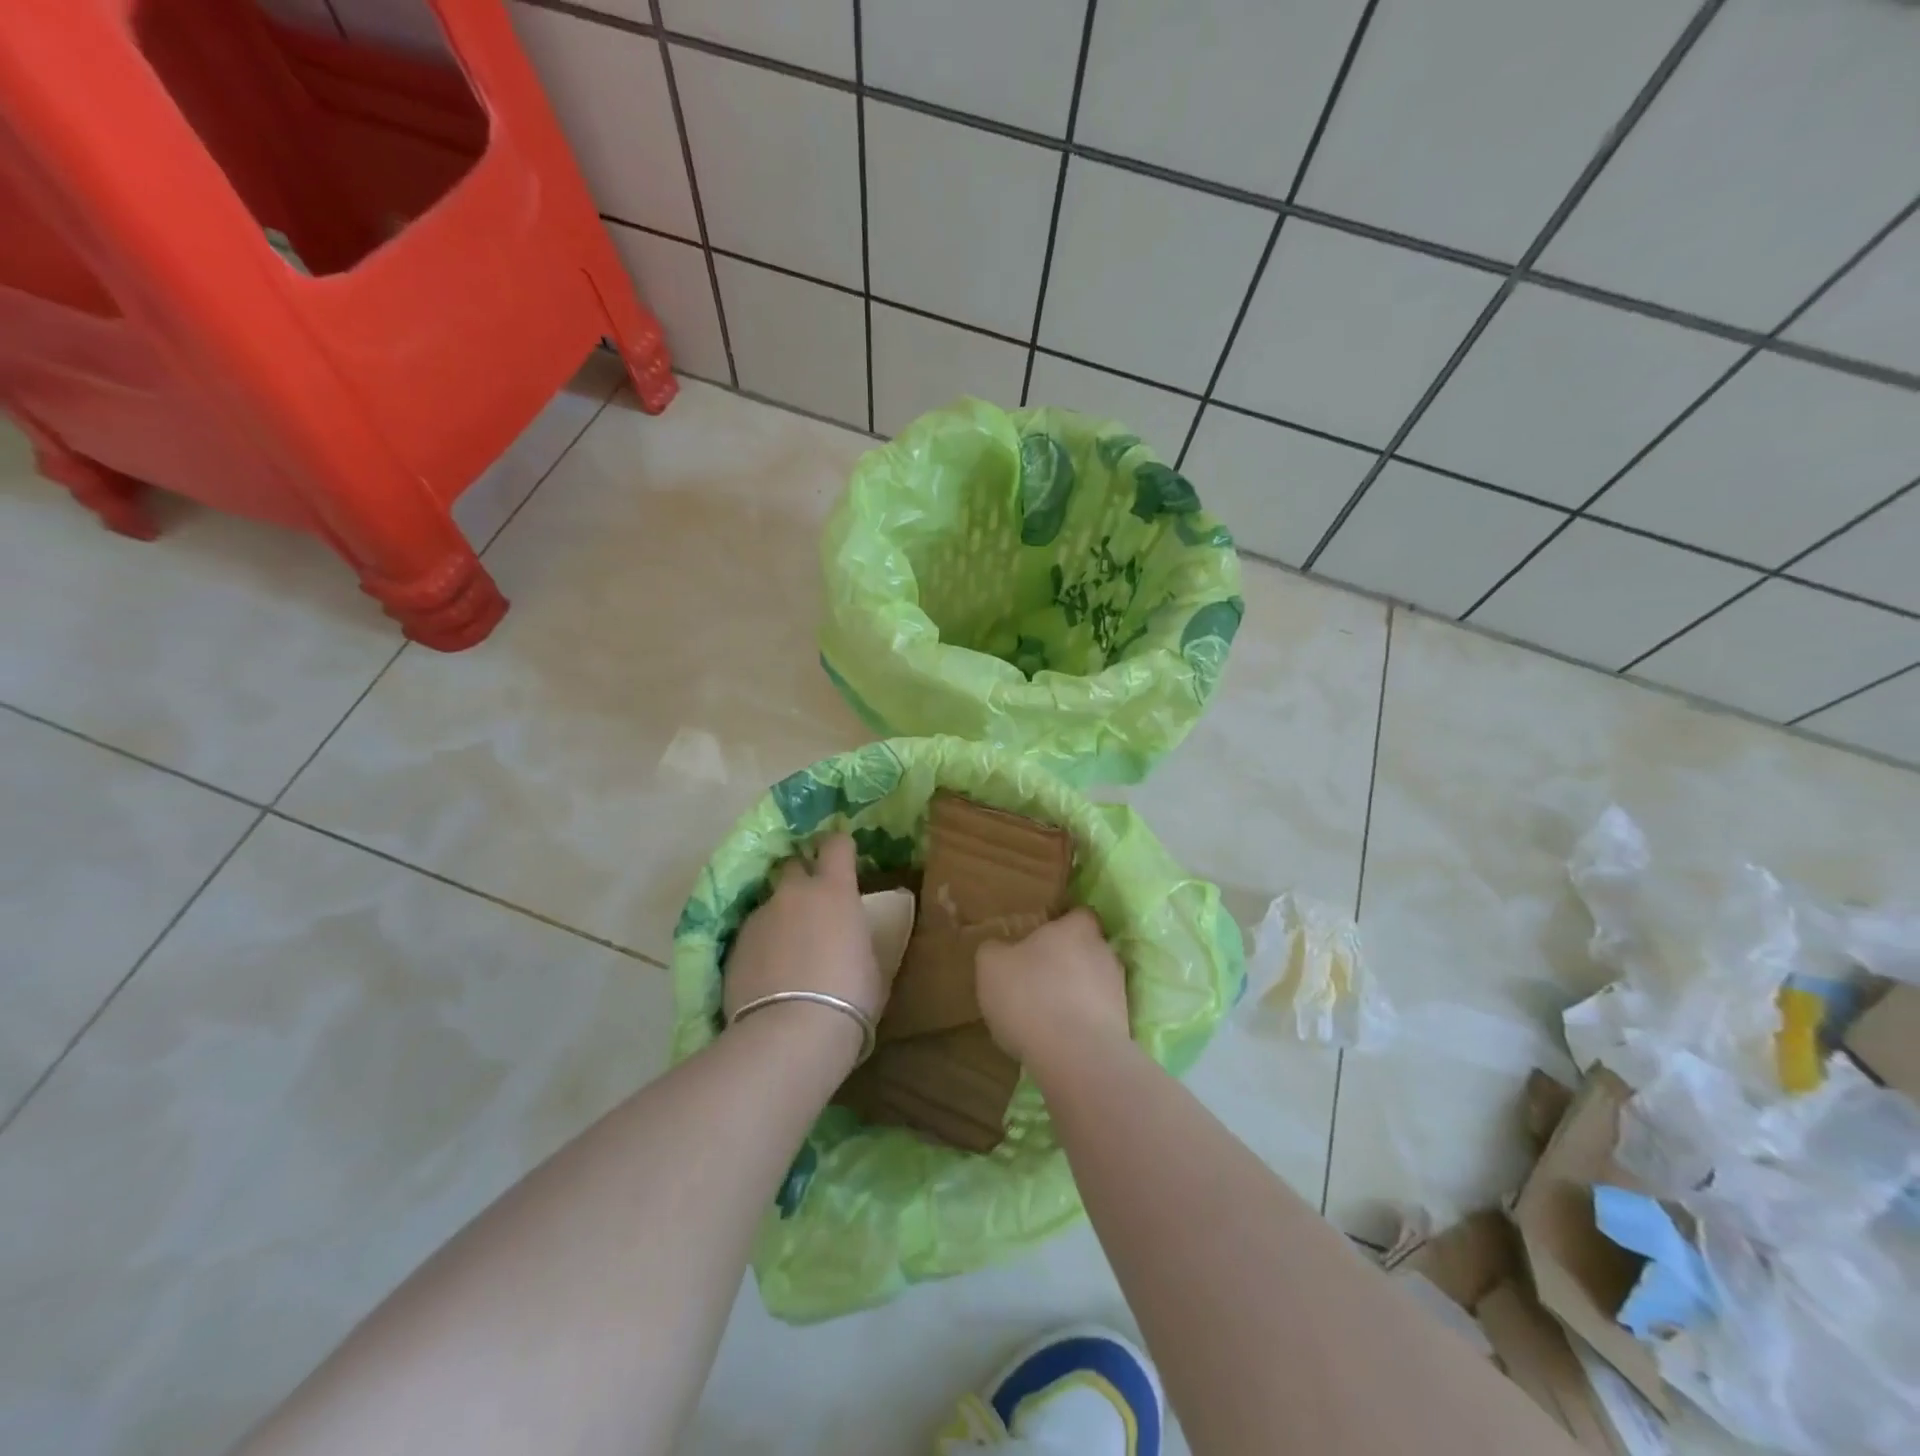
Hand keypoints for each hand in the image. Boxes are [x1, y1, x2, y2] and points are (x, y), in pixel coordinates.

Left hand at [724, 834, 885, 1031]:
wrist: (791, 1033)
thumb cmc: (849, 997)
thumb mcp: (871, 963)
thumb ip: (856, 938)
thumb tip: (849, 938)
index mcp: (834, 890)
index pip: (836, 845)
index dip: (839, 848)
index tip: (843, 858)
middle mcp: (793, 894)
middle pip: (794, 866)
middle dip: (802, 879)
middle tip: (814, 907)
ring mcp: (759, 918)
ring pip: (771, 905)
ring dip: (781, 918)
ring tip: (789, 954)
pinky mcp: (734, 946)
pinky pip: (753, 935)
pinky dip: (762, 947)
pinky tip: (769, 977)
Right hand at [976, 907, 1131, 1067]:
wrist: (1076, 1056)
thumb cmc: (1031, 996)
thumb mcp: (992, 966)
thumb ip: (995, 950)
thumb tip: (999, 948)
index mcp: (1077, 928)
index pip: (1079, 915)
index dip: (1062, 925)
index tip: (1041, 939)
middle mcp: (1104, 953)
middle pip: (1088, 949)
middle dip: (1067, 961)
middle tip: (1038, 977)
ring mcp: (1118, 991)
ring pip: (1095, 984)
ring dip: (1076, 994)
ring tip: (1047, 1014)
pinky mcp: (1122, 1026)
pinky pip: (1098, 1016)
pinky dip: (1082, 1023)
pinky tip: (1059, 1039)